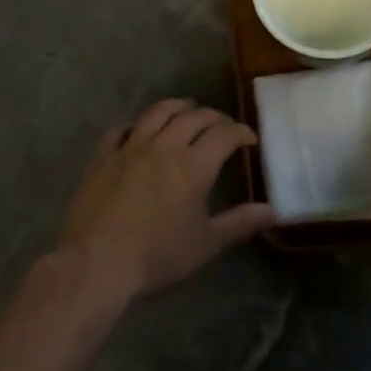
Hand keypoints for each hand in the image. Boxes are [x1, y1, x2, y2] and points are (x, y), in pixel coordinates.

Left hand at [60, 99, 275, 300]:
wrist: (97, 262)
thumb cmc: (157, 256)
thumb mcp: (205, 244)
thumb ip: (239, 223)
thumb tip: (273, 211)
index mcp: (193, 165)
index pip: (224, 135)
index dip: (240, 132)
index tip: (249, 138)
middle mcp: (164, 145)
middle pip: (193, 117)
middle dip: (213, 117)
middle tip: (222, 126)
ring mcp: (130, 147)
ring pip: (157, 113)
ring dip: (177, 107)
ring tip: (186, 110)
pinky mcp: (103, 156)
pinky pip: (121, 129)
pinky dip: (136, 124)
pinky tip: (138, 130)